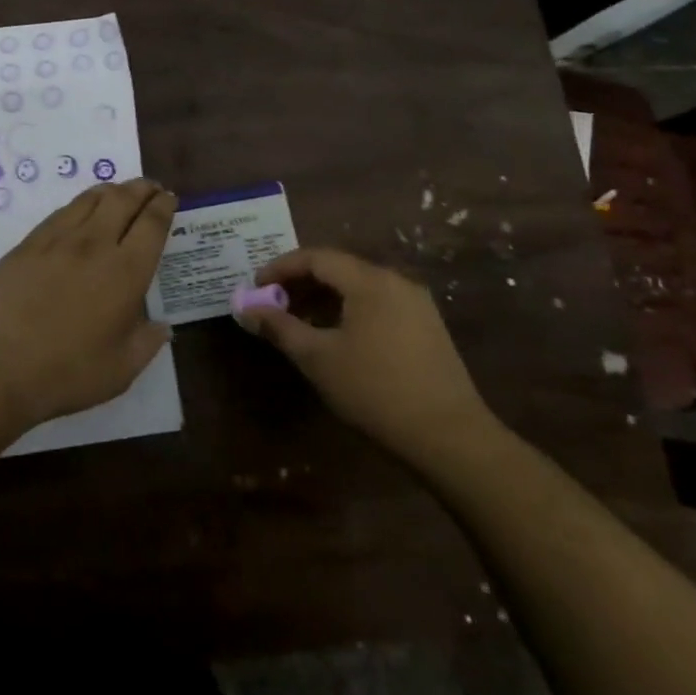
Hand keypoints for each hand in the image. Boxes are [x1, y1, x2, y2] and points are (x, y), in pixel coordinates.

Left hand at [0, 178, 176, 427]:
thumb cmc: (66, 372)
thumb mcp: (121, 370)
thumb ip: (147, 343)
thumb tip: (162, 327)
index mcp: (126, 271)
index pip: (152, 223)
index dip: (164, 206)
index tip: (169, 198)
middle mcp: (95, 244)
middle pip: (123, 199)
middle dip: (142, 189)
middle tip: (151, 188)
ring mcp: (58, 239)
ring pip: (91, 199)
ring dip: (112, 190)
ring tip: (119, 192)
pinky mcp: (29, 243)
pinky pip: (62, 212)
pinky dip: (80, 204)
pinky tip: (80, 212)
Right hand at [239, 247, 500, 475]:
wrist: (449, 437)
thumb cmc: (375, 391)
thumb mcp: (317, 358)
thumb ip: (279, 327)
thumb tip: (246, 309)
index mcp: (369, 281)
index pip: (316, 257)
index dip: (281, 267)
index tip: (256, 286)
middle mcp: (395, 281)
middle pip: (339, 268)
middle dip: (301, 282)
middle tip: (273, 304)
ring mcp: (416, 304)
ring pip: (359, 287)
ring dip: (324, 298)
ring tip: (299, 322)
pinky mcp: (427, 327)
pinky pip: (378, 304)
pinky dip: (349, 310)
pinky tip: (337, 337)